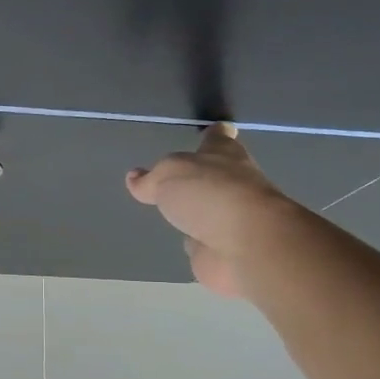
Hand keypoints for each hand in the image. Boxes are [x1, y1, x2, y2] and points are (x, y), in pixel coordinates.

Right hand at [126, 123, 289, 297]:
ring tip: (174, 209)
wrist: (245, 245)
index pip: (219, 137)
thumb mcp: (170, 174)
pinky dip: (196, 242)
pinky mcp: (223, 249)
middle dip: (202, 175)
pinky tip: (182, 241)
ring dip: (197, 210)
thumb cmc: (211, 194)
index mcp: (224, 155)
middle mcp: (232, 184)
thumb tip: (134, 178)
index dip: (215, 134)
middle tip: (177, 175)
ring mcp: (230, 218)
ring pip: (209, 209)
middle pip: (215, 174)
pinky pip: (204, 242)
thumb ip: (151, 178)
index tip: (214, 129)